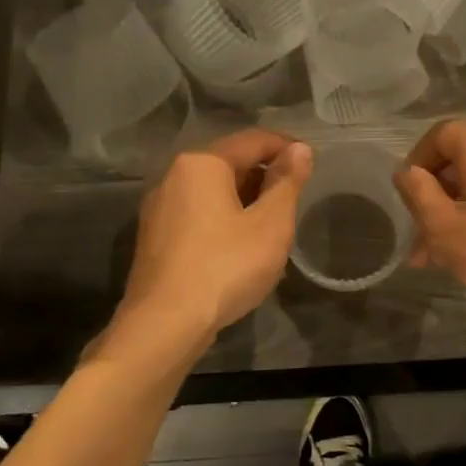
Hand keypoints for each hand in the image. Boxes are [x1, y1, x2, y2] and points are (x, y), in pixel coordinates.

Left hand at [121, 129, 313, 338]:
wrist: (165, 325)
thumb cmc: (225, 266)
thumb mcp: (271, 224)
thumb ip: (287, 182)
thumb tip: (300, 149)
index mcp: (202, 163)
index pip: (253, 140)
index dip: (286, 148)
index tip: (311, 163)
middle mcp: (174, 175)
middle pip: (230, 163)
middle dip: (264, 175)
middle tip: (294, 199)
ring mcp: (159, 208)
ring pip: (212, 191)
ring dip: (245, 199)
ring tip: (272, 224)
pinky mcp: (155, 238)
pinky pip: (197, 213)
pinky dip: (223, 218)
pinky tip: (240, 246)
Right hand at [393, 119, 465, 316]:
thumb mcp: (446, 228)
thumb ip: (418, 195)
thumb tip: (406, 172)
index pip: (441, 134)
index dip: (417, 161)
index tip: (407, 197)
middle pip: (461, 161)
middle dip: (435, 198)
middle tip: (419, 240)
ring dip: (456, 214)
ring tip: (439, 258)